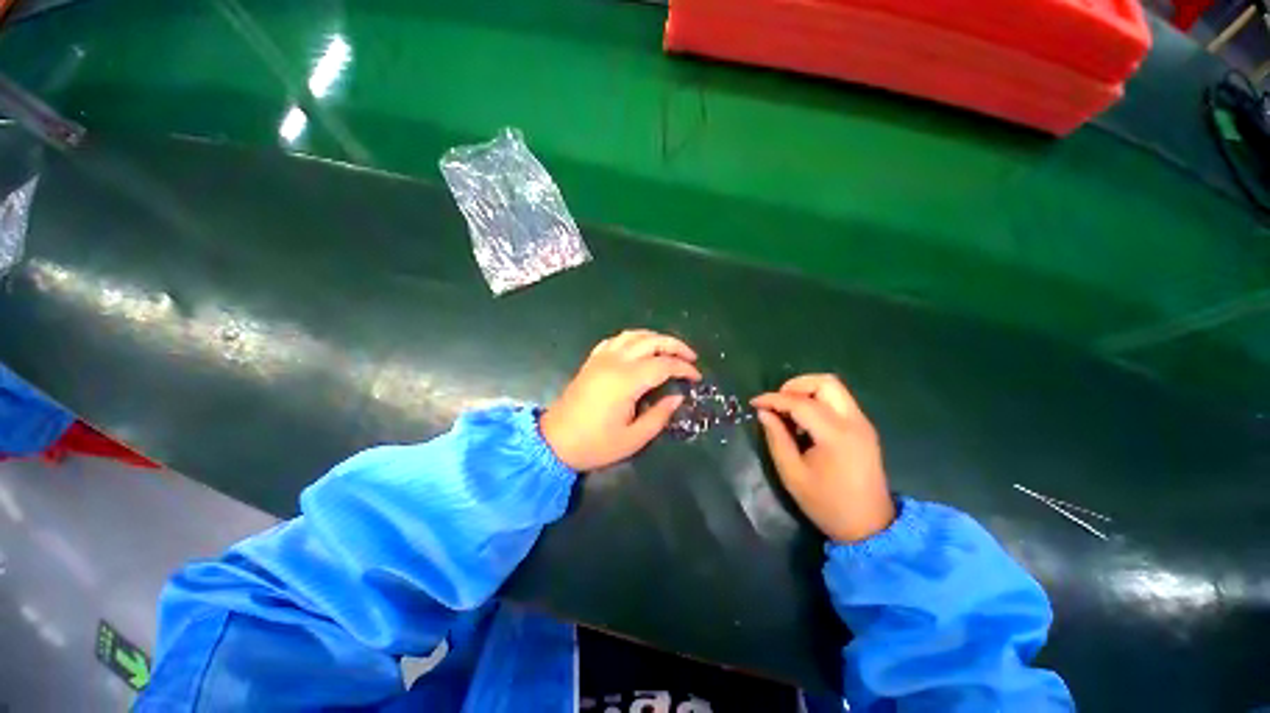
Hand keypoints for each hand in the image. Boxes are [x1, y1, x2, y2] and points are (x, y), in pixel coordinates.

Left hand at [541, 329, 700, 471]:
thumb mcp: (633, 438)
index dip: (684, 368)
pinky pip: (616, 340)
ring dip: (656, 338)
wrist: (555, 441)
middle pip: (651, 341)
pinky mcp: (592, 360)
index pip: (664, 365)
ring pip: (634, 335)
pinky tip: (639, 348)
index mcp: (627, 381)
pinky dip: (633, 339)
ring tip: (670, 350)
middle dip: (675, 345)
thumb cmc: (595, 444)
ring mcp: (601, 358)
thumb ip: (659, 416)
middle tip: (691, 357)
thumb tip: (677, 398)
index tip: (696, 377)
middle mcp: (615, 362)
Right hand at [751, 375, 894, 541]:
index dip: (773, 399)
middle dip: (795, 385)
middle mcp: (853, 422)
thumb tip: (764, 413)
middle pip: (825, 382)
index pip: (800, 403)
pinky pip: (839, 401)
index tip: (754, 403)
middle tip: (777, 402)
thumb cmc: (827, 504)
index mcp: (835, 435)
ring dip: (807, 391)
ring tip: (788, 411)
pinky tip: (805, 422)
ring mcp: (862, 423)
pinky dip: (818, 401)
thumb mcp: (792, 474)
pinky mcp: (864, 428)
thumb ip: (776, 438)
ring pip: (834, 388)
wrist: (869, 527)